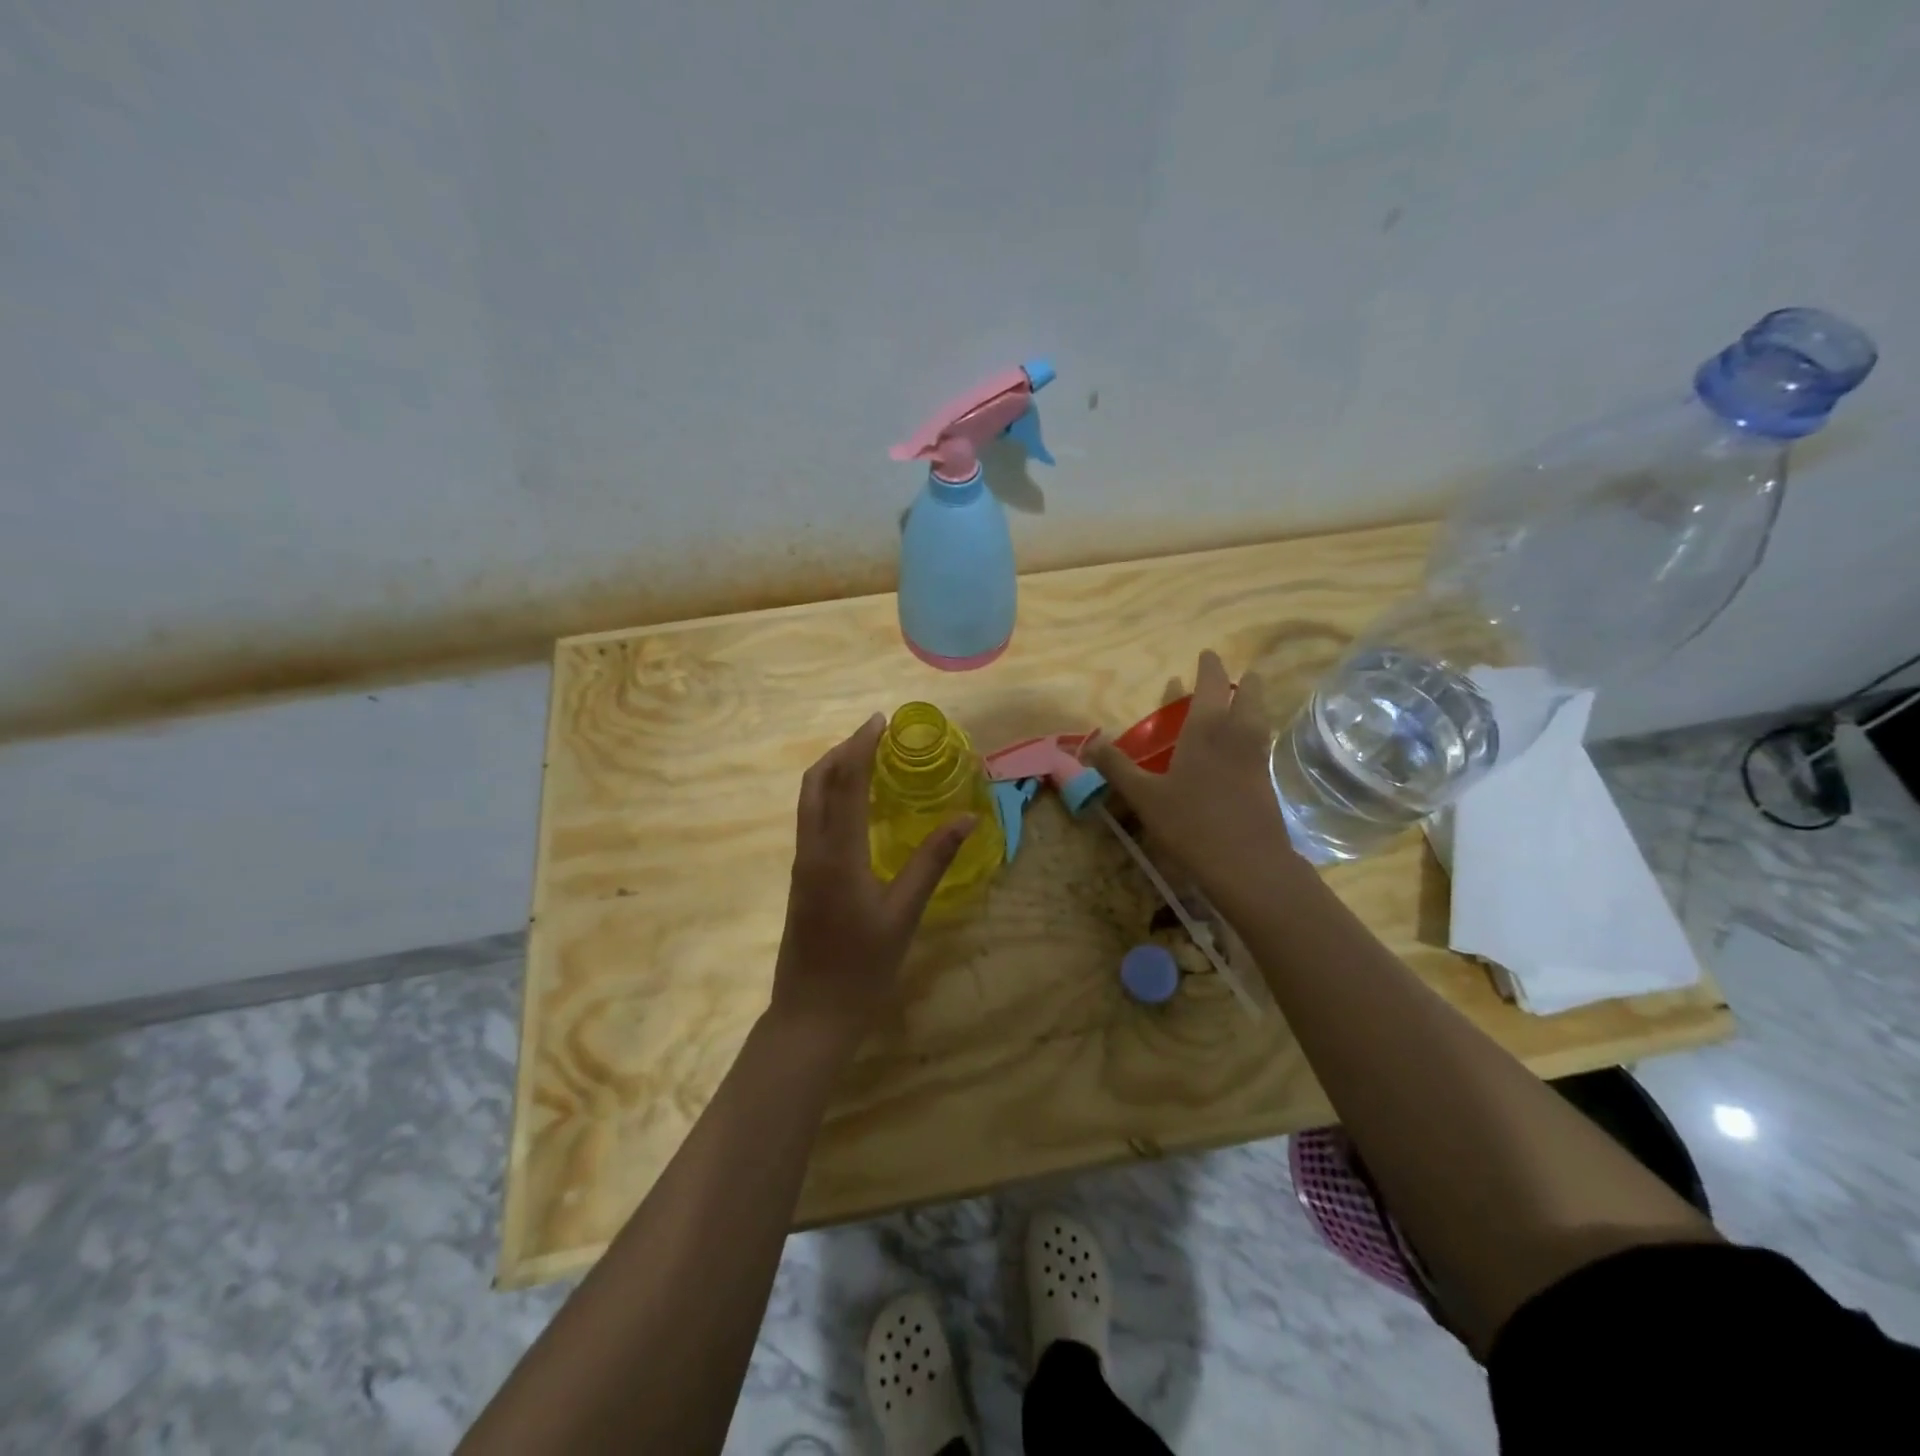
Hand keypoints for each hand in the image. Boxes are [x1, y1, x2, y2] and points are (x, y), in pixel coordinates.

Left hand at [767, 714, 974, 1053]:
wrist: (811, 1015)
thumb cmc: (862, 968)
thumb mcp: (904, 914)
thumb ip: (932, 861)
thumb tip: (966, 817)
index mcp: (836, 854)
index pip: (846, 783)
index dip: (861, 746)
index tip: (881, 720)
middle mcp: (812, 850)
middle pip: (816, 782)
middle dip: (842, 750)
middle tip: (874, 733)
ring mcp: (802, 864)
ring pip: (809, 800)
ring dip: (833, 770)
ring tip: (866, 758)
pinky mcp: (802, 878)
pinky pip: (813, 819)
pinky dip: (831, 796)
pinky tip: (856, 804)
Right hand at [1082, 651, 1296, 900]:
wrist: (1248, 864)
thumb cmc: (1192, 823)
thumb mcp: (1144, 796)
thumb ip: (1117, 767)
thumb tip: (1090, 742)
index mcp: (1206, 729)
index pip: (1212, 684)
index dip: (1210, 666)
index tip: (1206, 654)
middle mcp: (1237, 734)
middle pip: (1250, 694)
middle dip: (1242, 681)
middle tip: (1229, 680)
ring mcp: (1257, 757)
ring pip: (1259, 717)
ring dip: (1250, 704)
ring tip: (1235, 706)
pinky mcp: (1266, 780)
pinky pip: (1260, 741)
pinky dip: (1251, 732)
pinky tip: (1237, 749)